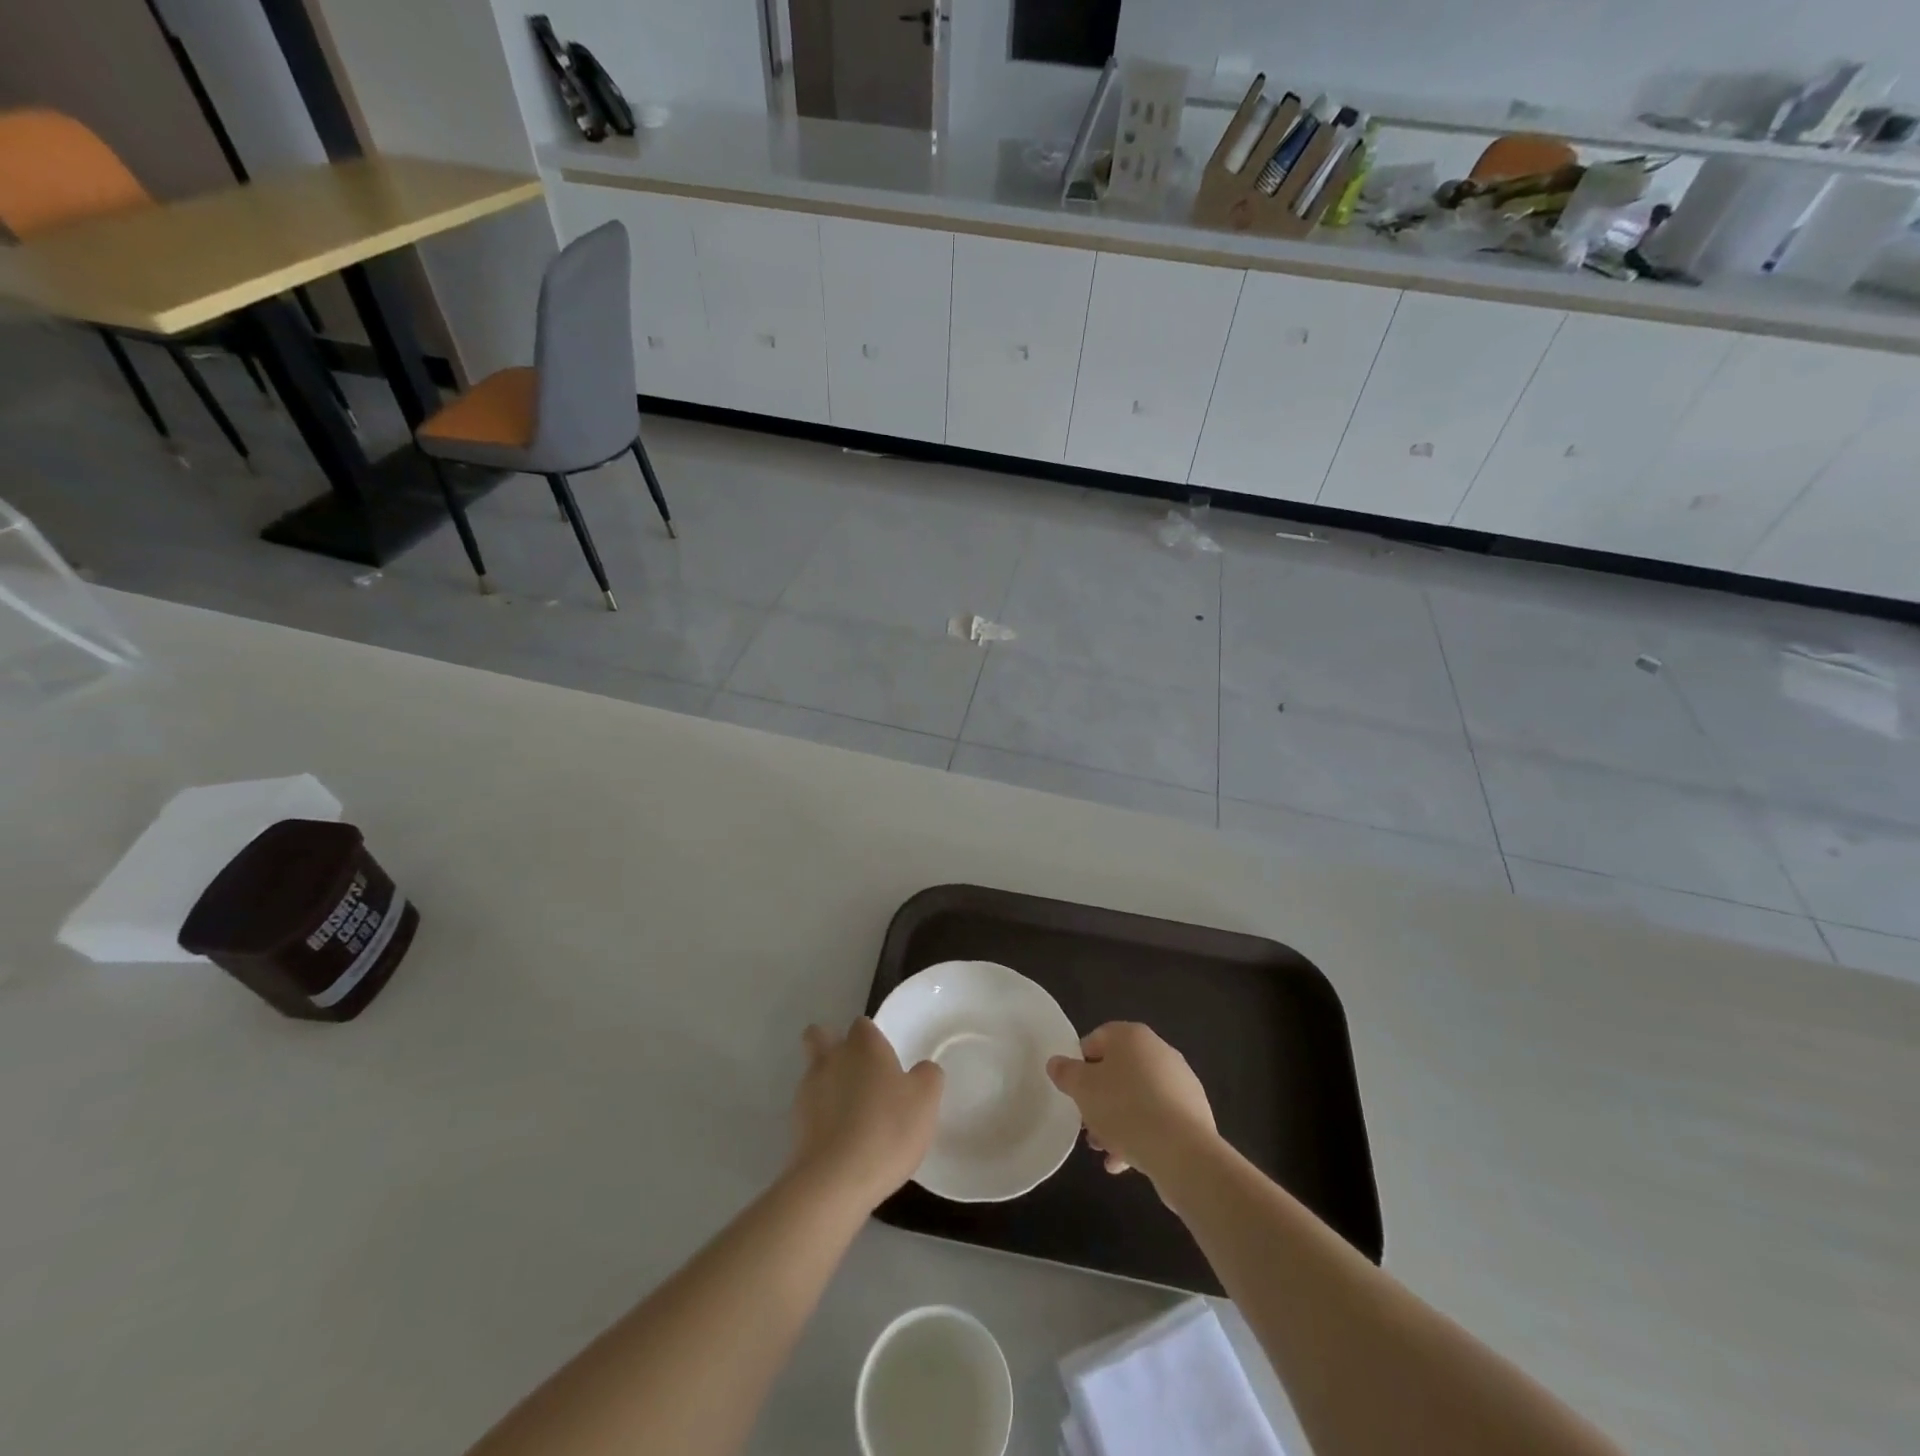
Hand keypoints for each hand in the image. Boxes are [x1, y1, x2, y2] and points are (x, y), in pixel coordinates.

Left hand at [788, 1018, 942, 1212]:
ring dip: (827, 1084)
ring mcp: (808, 1090)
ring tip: (851, 1115)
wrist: (835, 1179)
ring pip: (813, 1072)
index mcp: (864, 1045)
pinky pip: (809, 1109)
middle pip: (819, 1036)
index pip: (862, 1025)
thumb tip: (922, 1069)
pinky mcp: (795, 1123)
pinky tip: (840, 1140)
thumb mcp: (926, 1100)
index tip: (884, 1060)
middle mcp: (832, 1058)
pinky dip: (821, 1117)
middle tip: (855, 1071)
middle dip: (830, 1043)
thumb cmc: (887, 1129)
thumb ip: (927, 1076)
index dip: (872, 1038)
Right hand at [1047, 1022, 1216, 1186]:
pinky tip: (1124, 1163)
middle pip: (1118, 1072)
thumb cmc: (1125, 1108)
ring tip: (1104, 1151)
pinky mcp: (1193, 1113)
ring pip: (1137, 1098)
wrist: (1183, 1152)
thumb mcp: (1082, 1089)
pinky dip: (1140, 1135)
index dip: (1080, 1064)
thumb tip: (1056, 1063)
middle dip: (1099, 1100)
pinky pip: (1158, 1119)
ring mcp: (1180, 1082)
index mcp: (1132, 1036)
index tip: (1073, 1091)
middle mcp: (1159, 1051)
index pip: (1096, 1039)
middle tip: (1086, 1126)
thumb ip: (1066, 1073)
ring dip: (1117, 1122)